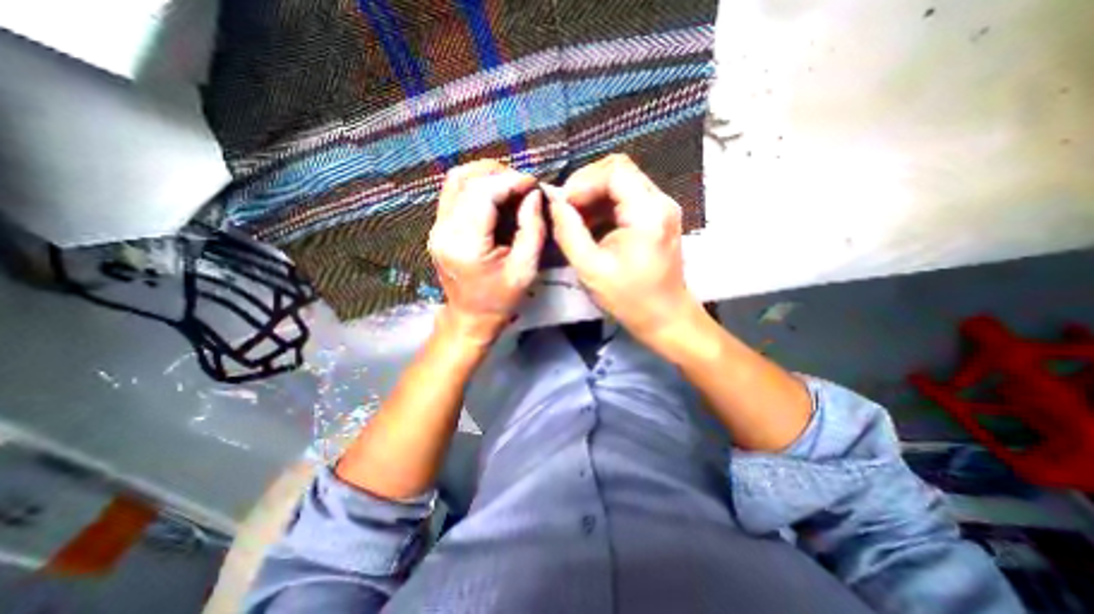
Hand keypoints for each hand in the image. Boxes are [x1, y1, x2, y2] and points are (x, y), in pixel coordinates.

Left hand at [430, 158, 542, 345]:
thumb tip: (533, 195)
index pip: (483, 193)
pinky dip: (477, 185)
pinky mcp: (438, 227)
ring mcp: (437, 227)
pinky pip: (454, 192)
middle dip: (500, 175)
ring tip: (511, 185)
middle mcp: (444, 230)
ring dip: (487, 175)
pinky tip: (496, 194)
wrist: (471, 317)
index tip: (533, 183)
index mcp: (465, 244)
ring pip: (457, 180)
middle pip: (467, 180)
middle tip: (524, 185)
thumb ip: (532, 229)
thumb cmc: (501, 299)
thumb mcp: (526, 269)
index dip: (510, 181)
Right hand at [541, 150, 695, 346]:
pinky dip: (605, 206)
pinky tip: (590, 224)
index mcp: (647, 213)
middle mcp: (660, 202)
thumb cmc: (629, 298)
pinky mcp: (657, 217)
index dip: (583, 181)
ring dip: (594, 196)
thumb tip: (553, 202)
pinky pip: (627, 198)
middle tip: (566, 209)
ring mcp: (661, 208)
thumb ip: (568, 231)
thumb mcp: (591, 268)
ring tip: (574, 218)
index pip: (614, 170)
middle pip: (619, 170)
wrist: (664, 317)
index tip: (563, 204)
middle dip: (586, 185)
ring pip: (622, 182)